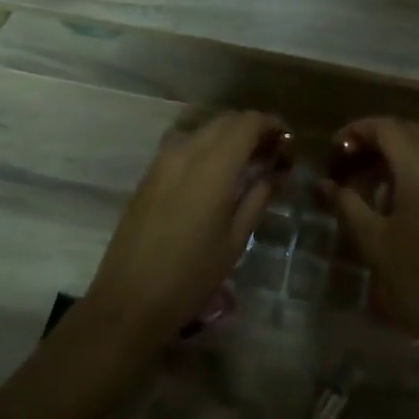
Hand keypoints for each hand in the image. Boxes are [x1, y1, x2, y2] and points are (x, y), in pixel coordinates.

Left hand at [86, 111, 284, 348]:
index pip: (247, 123)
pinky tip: (216, 174)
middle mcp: (186, 152)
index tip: (288, 141)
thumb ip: (258, 196)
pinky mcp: (149, 173)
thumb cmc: (192, 274)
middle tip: (272, 153)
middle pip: (225, 121)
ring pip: (203, 129)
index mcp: (213, 165)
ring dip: (228, 136)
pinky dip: (207, 146)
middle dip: (252, 128)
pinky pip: (184, 144)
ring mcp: (163, 160)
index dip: (271, 125)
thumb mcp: (236, 239)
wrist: (130, 298)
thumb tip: (277, 172)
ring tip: (246, 163)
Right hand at [324, 117, 418, 342]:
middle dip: (378, 138)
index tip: (336, 147)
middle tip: (351, 160)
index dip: (358, 130)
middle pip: (410, 132)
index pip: (388, 128)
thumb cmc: (414, 279)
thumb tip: (324, 183)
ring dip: (400, 152)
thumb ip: (346, 202)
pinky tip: (402, 195)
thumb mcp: (372, 240)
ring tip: (373, 177)